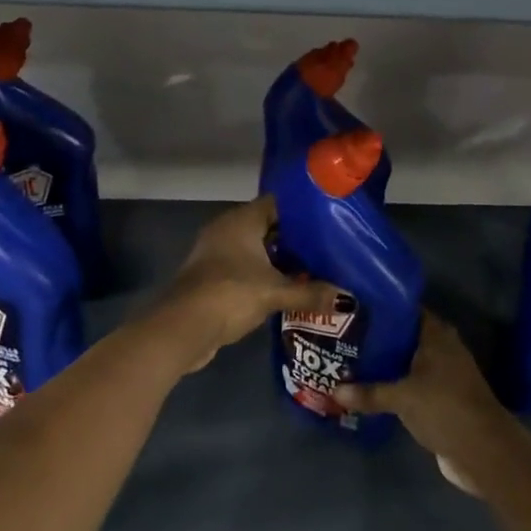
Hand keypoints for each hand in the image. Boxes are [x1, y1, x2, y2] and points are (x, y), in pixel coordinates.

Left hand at [147, 197, 345, 372]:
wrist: (183, 327)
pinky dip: (263, 276)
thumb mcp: (275, 292)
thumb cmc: (230, 294)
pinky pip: (245, 268)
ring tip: (313, 270)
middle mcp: (227, 229)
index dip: (302, 212)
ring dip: (278, 260)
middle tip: (327, 249)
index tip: (328, 222)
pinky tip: (285, 290)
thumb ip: (311, 293)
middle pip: (268, 227)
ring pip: (255, 249)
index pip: (277, 203)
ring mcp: (216, 253)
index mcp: (241, 220)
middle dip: (294, 239)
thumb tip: (347, 298)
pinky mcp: (212, 276)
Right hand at [336, 311, 513, 488]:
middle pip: (406, 336)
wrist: (484, 452)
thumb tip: (333, 392)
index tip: (356, 309)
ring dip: (387, 364)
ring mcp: (445, 374)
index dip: (383, 308)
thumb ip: (369, 393)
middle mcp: (443, 348)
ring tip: (352, 361)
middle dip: (380, 338)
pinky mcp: (443, 398)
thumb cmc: (444, 408)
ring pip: (409, 362)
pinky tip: (372, 389)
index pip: (407, 310)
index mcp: (437, 335)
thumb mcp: (402, 398)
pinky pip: (414, 384)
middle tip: (347, 337)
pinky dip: (396, 385)